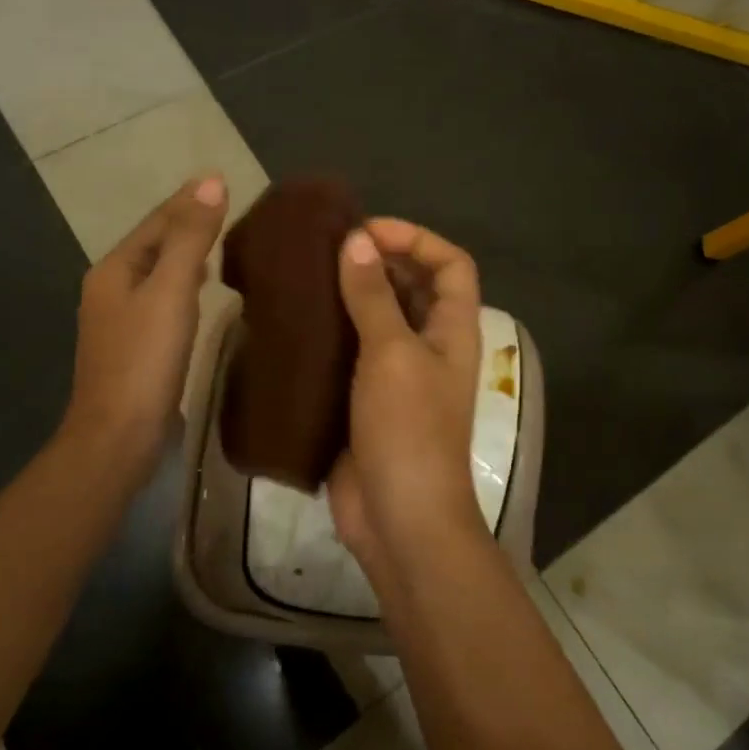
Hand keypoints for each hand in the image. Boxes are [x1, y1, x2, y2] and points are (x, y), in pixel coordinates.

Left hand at [60, 176, 227, 483]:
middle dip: (187, 224)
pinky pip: (162, 300)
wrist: (119, 434)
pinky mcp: (135, 347)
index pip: (157, 221)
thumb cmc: (145, 358)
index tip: (222, 181)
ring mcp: (120, 320)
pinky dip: (184, 285)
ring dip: (186, 254)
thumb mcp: (171, 290)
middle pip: (154, 244)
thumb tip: (211, 181)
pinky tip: (202, 291)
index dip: (188, 200)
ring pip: (158, 273)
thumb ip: (191, 237)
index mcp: (115, 269)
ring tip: (221, 243)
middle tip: (229, 210)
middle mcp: (111, 289)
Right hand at [327, 218, 484, 569]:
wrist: (399, 518)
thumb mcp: (392, 354)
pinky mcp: (366, 399)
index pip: (451, 264)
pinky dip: (332, 333)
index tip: (367, 231)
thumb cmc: (408, 430)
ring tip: (305, 276)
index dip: (416, 238)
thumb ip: (373, 296)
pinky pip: (352, 353)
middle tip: (326, 249)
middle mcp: (430, 346)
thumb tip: (356, 239)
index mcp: (452, 329)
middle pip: (414, 286)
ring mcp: (398, 375)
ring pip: (380, 318)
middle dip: (378, 261)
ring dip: (351, 295)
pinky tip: (295, 322)